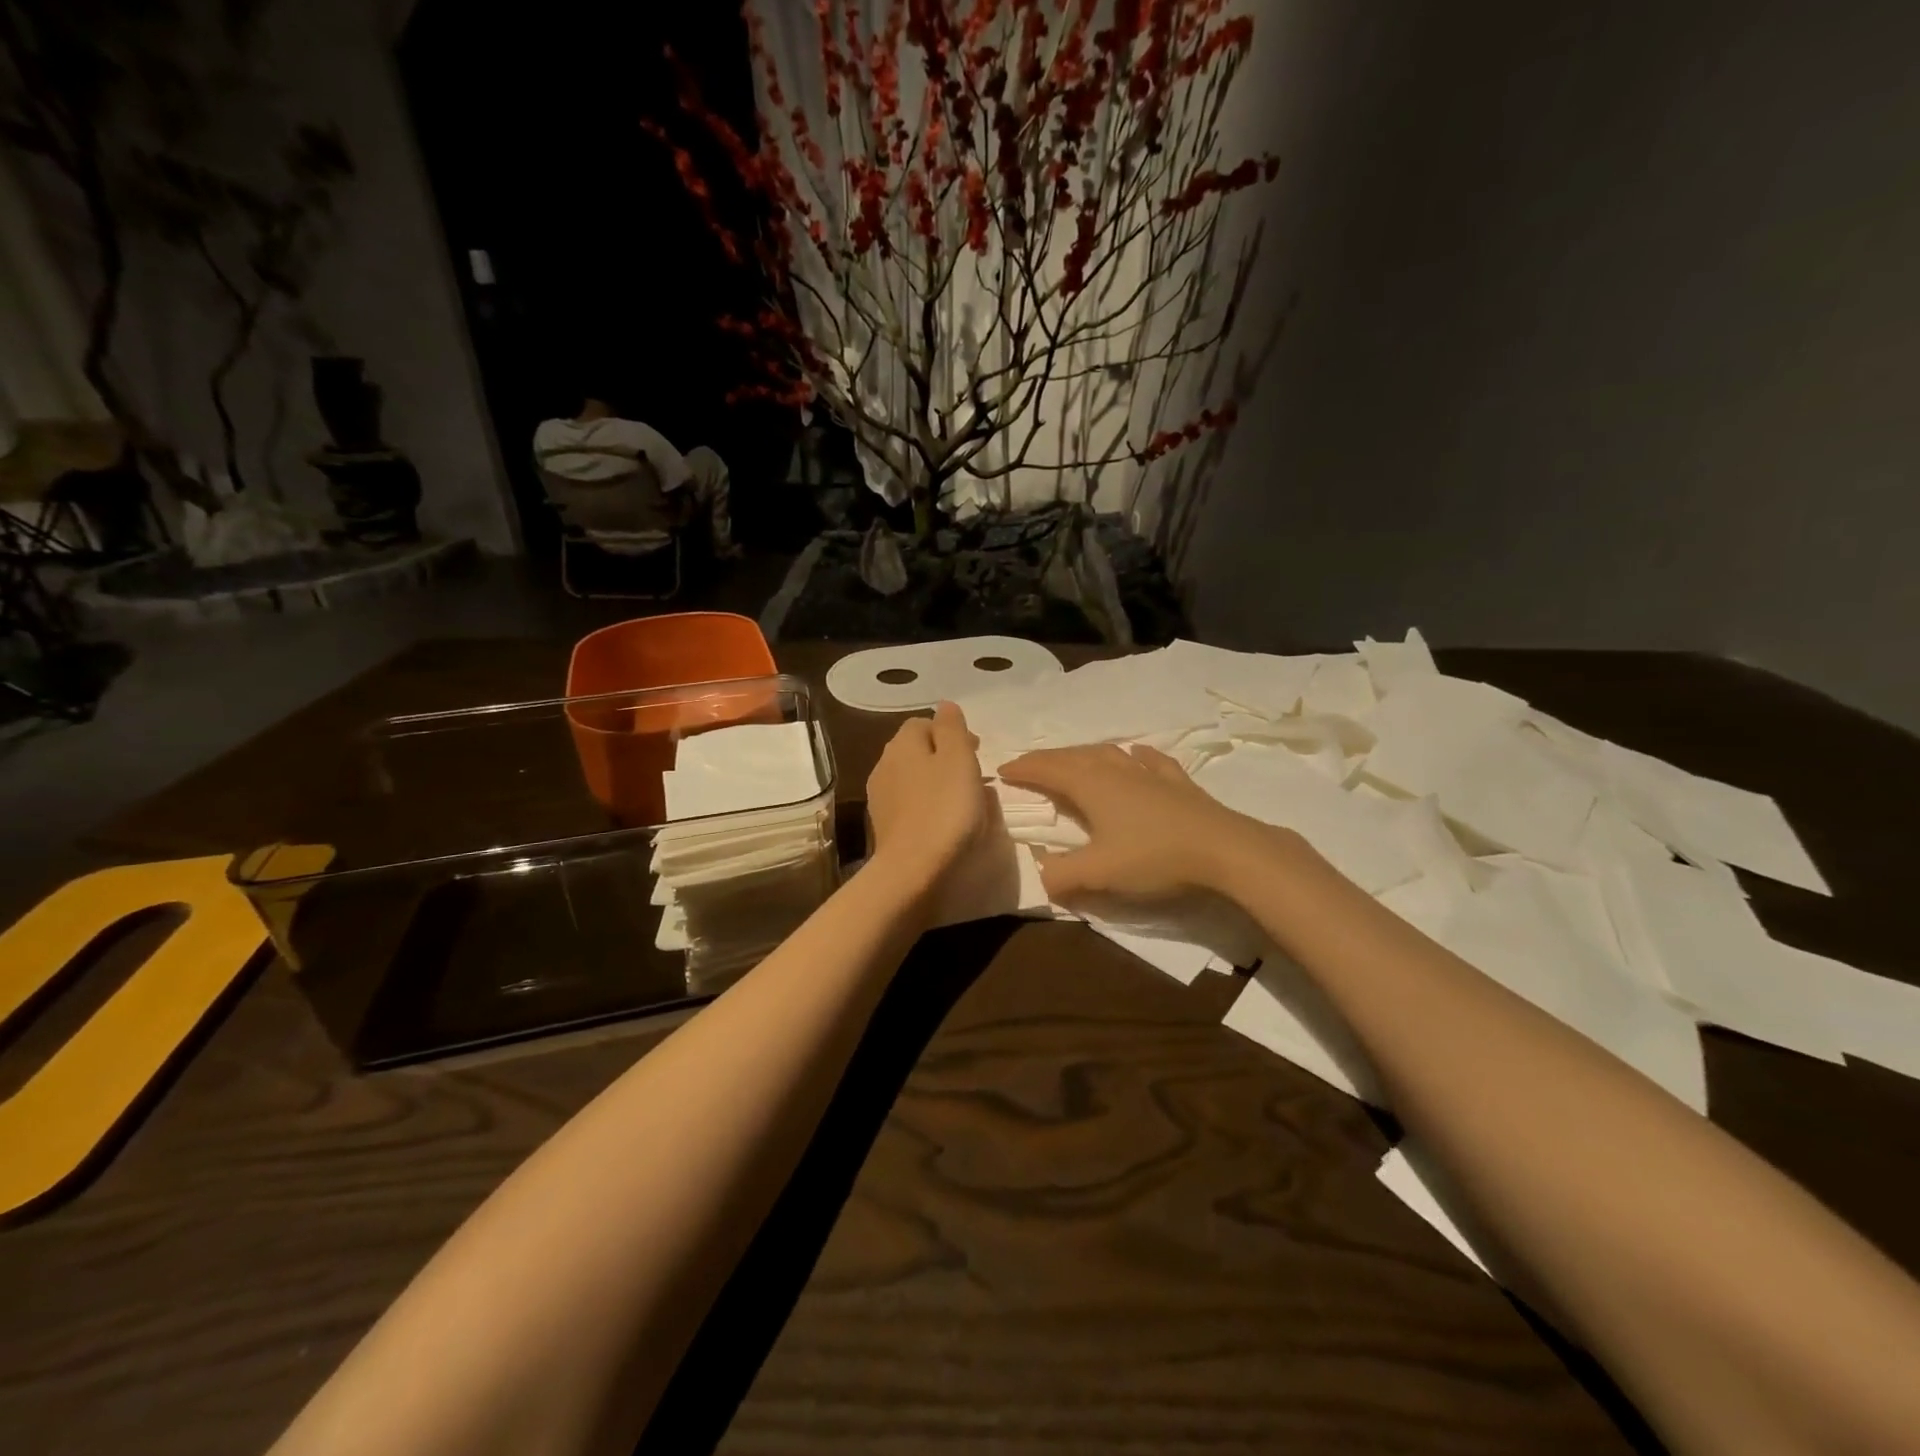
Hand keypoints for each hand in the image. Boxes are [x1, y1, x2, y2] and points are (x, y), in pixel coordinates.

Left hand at [866, 702, 989, 888]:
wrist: (913, 869)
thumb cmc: (944, 809)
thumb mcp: (959, 759)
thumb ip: (952, 728)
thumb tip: (945, 705)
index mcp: (902, 744)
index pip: (924, 722)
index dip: (951, 733)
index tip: (977, 751)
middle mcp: (885, 764)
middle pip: (917, 750)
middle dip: (943, 757)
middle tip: (973, 776)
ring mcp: (880, 797)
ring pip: (913, 778)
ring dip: (935, 783)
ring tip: (962, 801)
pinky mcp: (884, 825)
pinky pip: (910, 804)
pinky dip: (927, 806)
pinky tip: (944, 823)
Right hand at [1000, 743, 1281, 902]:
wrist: (1223, 849)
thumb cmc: (1154, 857)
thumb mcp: (1099, 873)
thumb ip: (1063, 875)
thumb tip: (1041, 877)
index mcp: (1091, 785)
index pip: (1048, 770)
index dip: (1024, 769)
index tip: (1003, 770)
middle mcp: (1116, 770)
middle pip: (1074, 756)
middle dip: (1047, 759)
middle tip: (1029, 765)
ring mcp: (1149, 773)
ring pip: (1108, 754)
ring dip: (1084, 755)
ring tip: (1073, 760)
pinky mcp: (1177, 782)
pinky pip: (1150, 760)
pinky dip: (1135, 756)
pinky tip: (1137, 754)